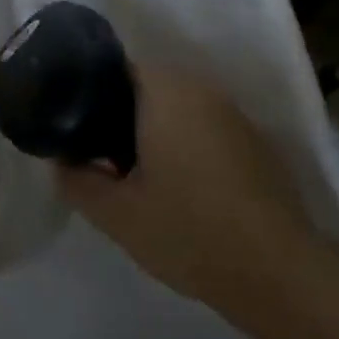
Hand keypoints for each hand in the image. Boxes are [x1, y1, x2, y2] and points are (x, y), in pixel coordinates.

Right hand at [55, 62, 316, 310]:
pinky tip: (180, 187)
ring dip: (155, 130)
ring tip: (135, 174)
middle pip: (149, 87)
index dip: (91, 93)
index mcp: (166, 93)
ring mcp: (235, 115)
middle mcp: (203, 90)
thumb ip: (78, 181)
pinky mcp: (255, 142)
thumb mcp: (117, 214)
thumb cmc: (188, 231)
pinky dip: (186, 144)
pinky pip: (206, 128)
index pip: (117, 68)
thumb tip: (62, 163)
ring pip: (180, 107)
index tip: (76, 127)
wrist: (276, 270)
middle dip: (121, 114)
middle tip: (99, 156)